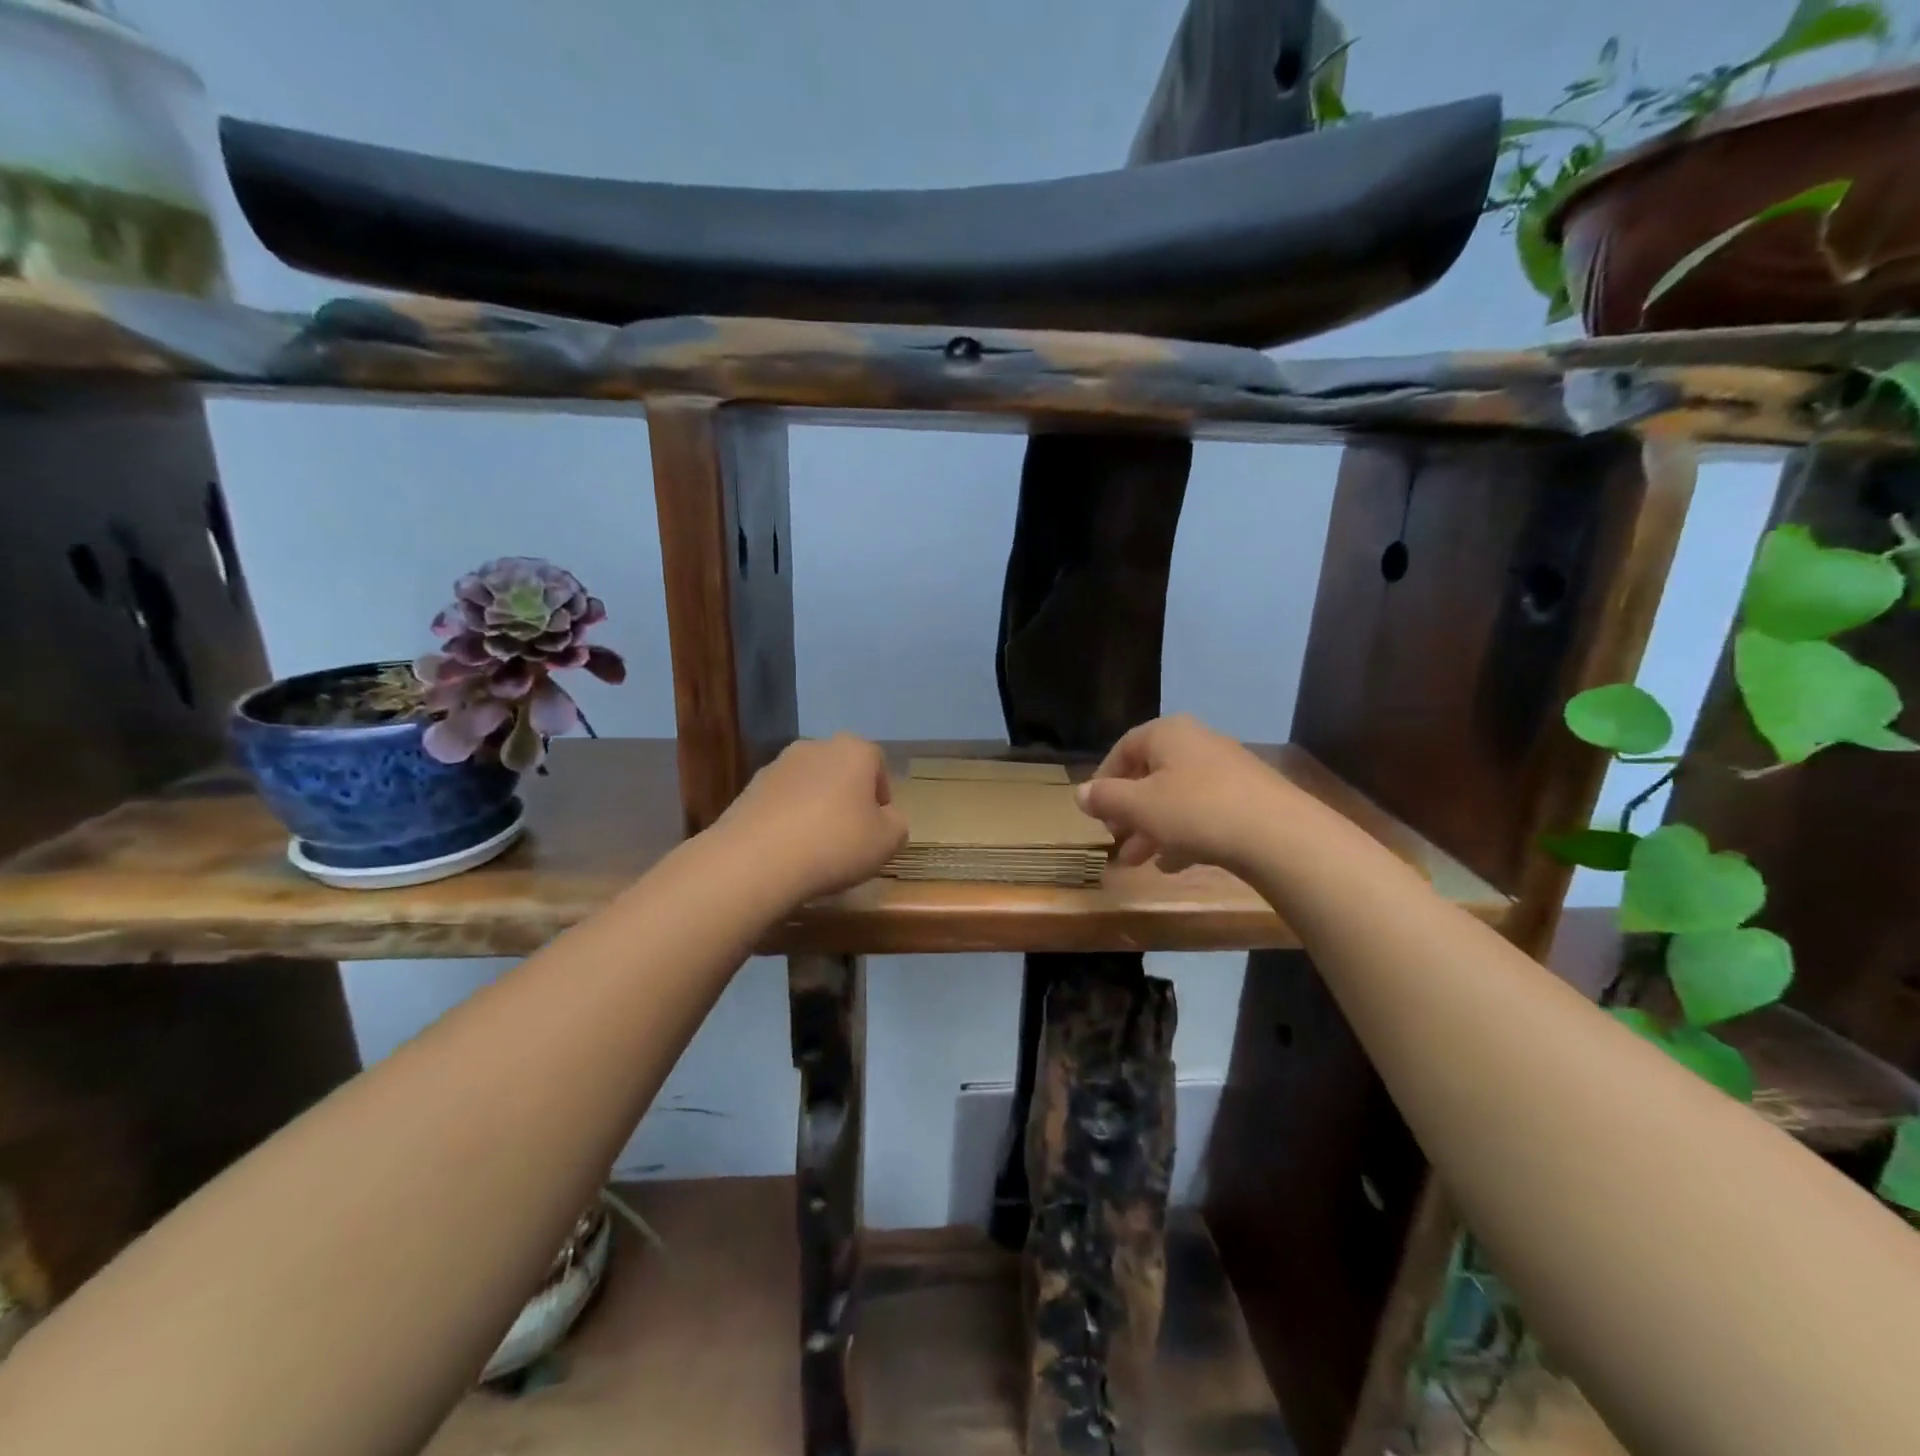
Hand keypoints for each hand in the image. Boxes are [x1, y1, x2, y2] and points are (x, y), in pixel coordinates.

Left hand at [714, 734, 908, 901]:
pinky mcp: (748, 789)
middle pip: (841, 770)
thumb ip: (896, 824)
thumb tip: (886, 818)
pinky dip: (787, 819)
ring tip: (816, 847)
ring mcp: (777, 766)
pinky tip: (787, 850)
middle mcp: (814, 747)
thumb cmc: (836, 843)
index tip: (878, 826)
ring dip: (815, 807)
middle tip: (850, 835)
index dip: (882, 794)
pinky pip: (780, 803)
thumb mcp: (888, 841)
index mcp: (853, 750)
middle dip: (847, 797)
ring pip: (808, 785)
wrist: (756, 860)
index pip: (877, 763)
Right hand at [1076, 714, 1312, 874]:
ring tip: (1136, 861)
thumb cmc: (1196, 810)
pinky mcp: (1247, 799)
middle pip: (1150, 775)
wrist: (1278, 835)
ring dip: (1151, 828)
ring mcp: (1226, 771)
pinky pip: (1203, 813)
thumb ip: (1105, 798)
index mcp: (1168, 734)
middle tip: (1114, 839)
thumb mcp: (1139, 806)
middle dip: (1128, 811)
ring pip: (1176, 797)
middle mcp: (1196, 743)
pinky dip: (1183, 834)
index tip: (1093, 810)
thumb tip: (1079, 793)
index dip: (1103, 779)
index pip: (1123, 748)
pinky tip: (1172, 864)